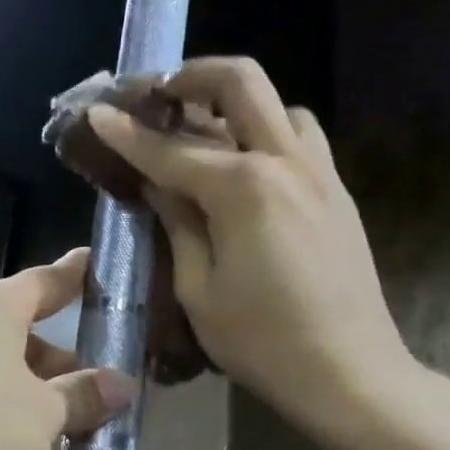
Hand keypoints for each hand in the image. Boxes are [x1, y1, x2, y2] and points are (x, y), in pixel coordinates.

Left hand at [0, 249, 137, 449]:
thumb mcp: (43, 409)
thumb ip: (83, 396)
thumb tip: (124, 384)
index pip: (49, 281)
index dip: (79, 275)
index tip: (100, 262)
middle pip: (35, 344)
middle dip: (74, 370)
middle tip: (119, 389)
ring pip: (15, 391)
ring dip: (52, 418)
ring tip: (102, 441)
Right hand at [87, 56, 416, 437]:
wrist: (351, 374)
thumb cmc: (262, 341)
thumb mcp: (198, 288)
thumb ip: (177, 223)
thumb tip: (157, 182)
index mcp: (242, 187)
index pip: (169, 149)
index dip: (126, 131)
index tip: (98, 111)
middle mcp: (284, 162)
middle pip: (239, 82)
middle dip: (191, 75)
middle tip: (158, 93)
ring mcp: (318, 172)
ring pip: (277, 104)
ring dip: (235, 104)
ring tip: (203, 130)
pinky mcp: (336, 192)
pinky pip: (300, 138)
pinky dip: (267, 133)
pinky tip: (246, 167)